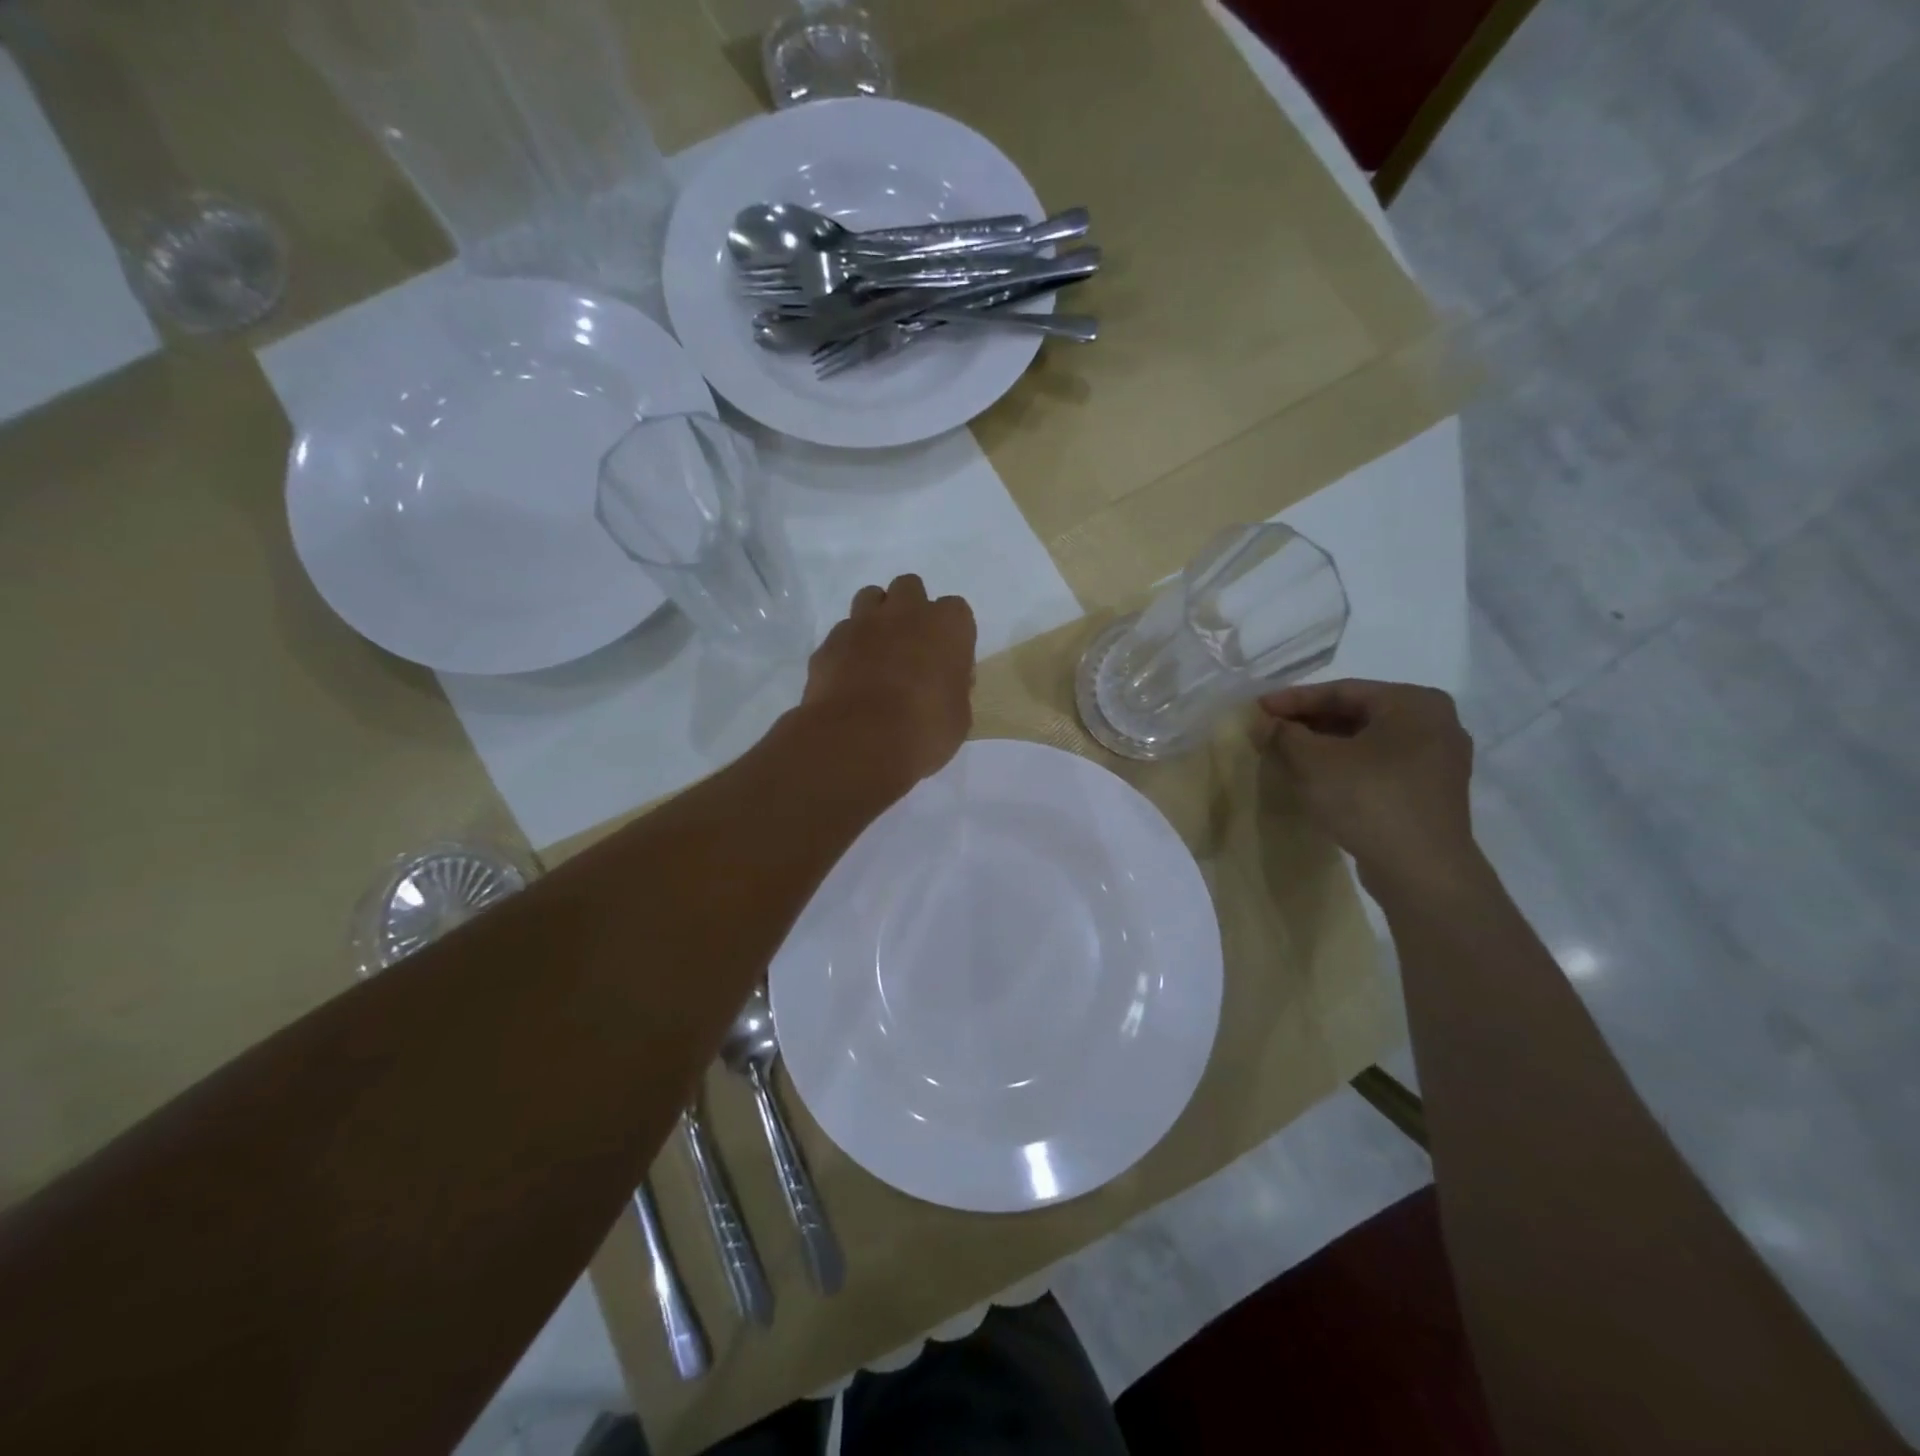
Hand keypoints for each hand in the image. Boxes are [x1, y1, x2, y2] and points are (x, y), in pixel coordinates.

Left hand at [801, 575, 976, 787]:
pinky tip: (849, 677)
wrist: (858, 740)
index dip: (951, 635)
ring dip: (876, 617)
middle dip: (910, 609)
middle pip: (909, 588)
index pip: (956, 611)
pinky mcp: (829, 643)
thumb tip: (944, 685)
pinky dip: (848, 648)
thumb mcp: (958, 717)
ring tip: (877, 652)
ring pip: (870, 598)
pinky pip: (842, 633)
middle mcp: (905, 612)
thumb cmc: (924, 729)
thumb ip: (953, 689)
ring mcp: (862, 623)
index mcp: (947, 625)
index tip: (947, 661)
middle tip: (910, 646)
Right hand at [1258, 680, 1481, 903]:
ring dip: (1325, 746)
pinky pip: (1380, 766)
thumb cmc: (1369, 800)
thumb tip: (1267, 724)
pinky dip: (1346, 766)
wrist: (1421, 871)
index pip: (1341, 691)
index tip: (1258, 709)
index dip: (1293, 700)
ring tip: (1286, 753)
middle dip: (1309, 723)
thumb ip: (1285, 734)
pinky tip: (1317, 778)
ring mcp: (1438, 760)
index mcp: (1414, 702)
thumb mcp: (1314, 762)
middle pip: (1357, 714)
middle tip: (1270, 731)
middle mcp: (1436, 723)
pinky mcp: (1431, 792)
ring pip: (1367, 742)